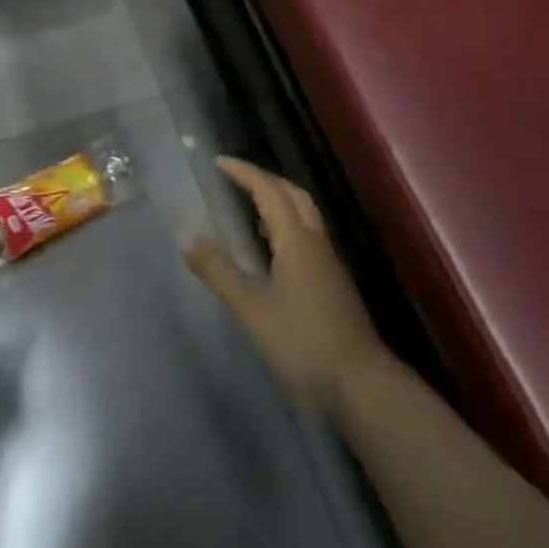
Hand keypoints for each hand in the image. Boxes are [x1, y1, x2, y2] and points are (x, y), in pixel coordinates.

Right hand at [185, 156, 389, 416]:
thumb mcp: (251, 308)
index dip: (244, 172)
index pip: (268, 190)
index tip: (218, 161)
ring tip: (251, 207)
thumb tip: (187, 237)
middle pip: (293, 195)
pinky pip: (308, 237)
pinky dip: (288, 226)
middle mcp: (316, 242)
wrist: (361, 386)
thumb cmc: (303, 342)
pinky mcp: (334, 284)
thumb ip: (219, 272)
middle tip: (236, 176)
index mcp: (296, 239)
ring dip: (279, 201)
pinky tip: (273, 251)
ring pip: (305, 215)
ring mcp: (329, 264)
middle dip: (265, 179)